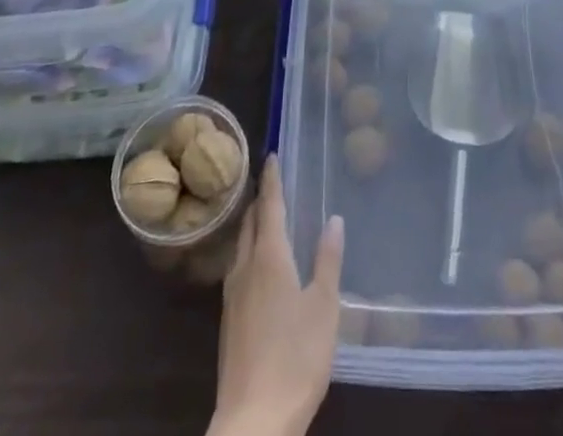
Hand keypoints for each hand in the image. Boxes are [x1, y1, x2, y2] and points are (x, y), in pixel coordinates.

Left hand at [211, 155, 344, 435]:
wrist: (253, 421)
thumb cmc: (296, 357)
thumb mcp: (324, 307)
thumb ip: (328, 260)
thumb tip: (334, 218)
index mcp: (269, 257)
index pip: (270, 206)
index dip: (272, 179)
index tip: (272, 154)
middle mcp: (246, 268)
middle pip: (251, 223)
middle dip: (261, 200)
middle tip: (273, 182)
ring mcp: (232, 297)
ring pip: (241, 246)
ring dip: (253, 226)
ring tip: (266, 218)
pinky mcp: (229, 322)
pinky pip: (238, 269)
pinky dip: (249, 252)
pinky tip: (258, 267)